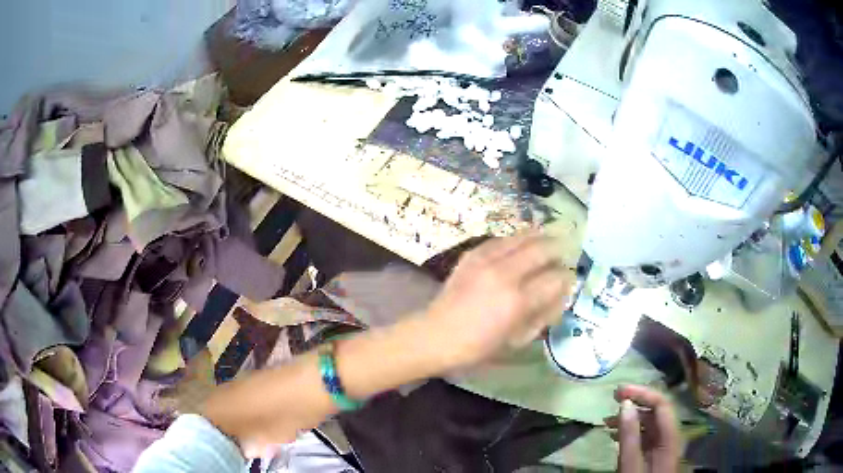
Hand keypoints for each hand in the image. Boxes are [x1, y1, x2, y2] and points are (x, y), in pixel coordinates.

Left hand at [422, 231, 573, 367]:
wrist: (435, 335)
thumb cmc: (478, 347)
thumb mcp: (517, 340)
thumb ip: (543, 315)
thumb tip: (561, 294)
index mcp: (518, 301)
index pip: (555, 278)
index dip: (567, 277)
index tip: (569, 279)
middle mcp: (505, 274)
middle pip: (542, 249)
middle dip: (558, 249)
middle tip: (563, 253)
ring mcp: (486, 261)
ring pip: (522, 237)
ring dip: (539, 237)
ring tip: (548, 238)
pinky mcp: (472, 255)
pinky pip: (500, 239)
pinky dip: (515, 239)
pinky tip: (520, 242)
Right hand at [606, 385, 681, 472]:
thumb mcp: (631, 465)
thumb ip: (629, 435)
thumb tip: (624, 404)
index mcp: (671, 437)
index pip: (662, 404)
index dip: (643, 393)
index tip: (619, 392)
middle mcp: (671, 436)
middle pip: (658, 410)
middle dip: (636, 402)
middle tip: (612, 399)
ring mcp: (664, 445)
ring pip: (651, 422)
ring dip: (631, 417)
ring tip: (608, 420)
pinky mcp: (656, 453)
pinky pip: (646, 434)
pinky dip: (631, 430)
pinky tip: (616, 433)